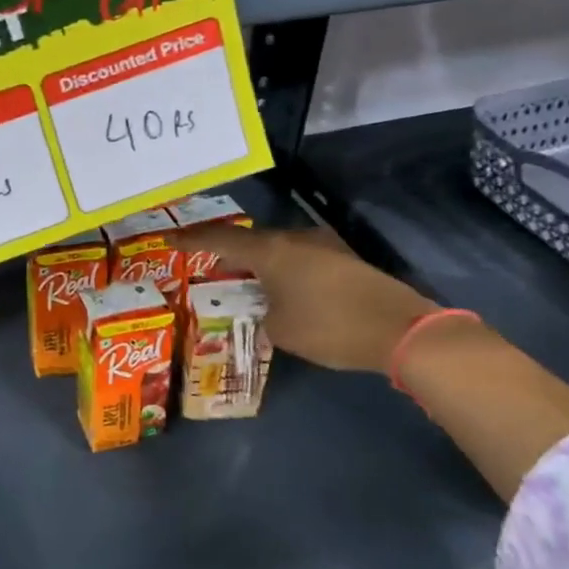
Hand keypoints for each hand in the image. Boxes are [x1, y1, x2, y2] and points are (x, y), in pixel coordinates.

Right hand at [180, 222, 438, 374]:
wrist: (400, 329)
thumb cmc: (329, 327)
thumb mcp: (280, 329)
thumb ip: (261, 313)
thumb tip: (265, 307)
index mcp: (270, 252)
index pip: (220, 240)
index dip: (192, 240)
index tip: (168, 238)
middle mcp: (294, 240)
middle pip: (250, 241)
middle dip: (227, 253)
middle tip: (209, 264)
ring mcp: (323, 246)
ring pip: (278, 249)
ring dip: (259, 263)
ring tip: (244, 280)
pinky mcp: (344, 260)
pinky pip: (299, 259)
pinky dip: (283, 271)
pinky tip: (282, 289)